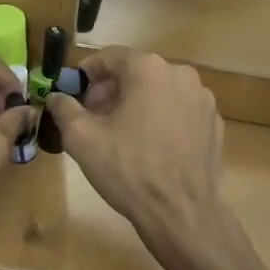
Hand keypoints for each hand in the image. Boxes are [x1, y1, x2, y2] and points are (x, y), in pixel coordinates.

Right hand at [46, 48, 223, 246]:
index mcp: (149, 69)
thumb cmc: (128, 169)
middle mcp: (181, 74)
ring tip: (120, 136)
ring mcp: (203, 99)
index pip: (109, 57)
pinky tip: (150, 148)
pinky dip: (161, 119)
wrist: (181, 212)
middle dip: (110, 91)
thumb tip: (56, 96)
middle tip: (93, 119)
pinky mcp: (213, 123)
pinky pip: (179, 111)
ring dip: (136, 105)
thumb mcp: (82, 139)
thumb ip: (64, 109)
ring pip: (159, 91)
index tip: (74, 95)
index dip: (86, 74)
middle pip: (136, 72)